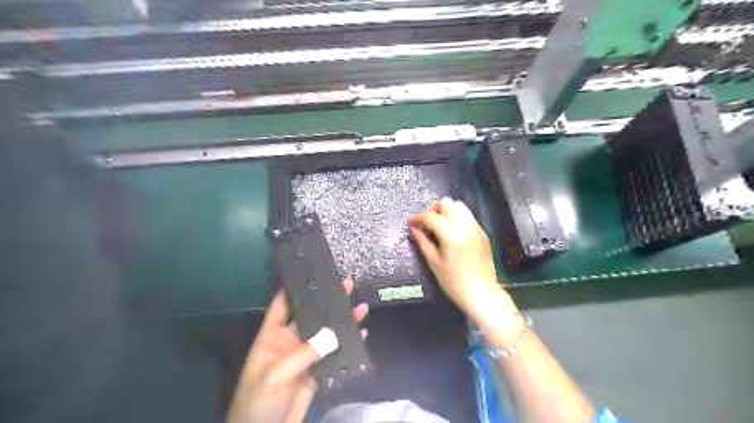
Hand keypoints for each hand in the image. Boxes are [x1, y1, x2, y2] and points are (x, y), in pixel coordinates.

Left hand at [227, 278, 369, 422]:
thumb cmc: (258, 404)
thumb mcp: (275, 375)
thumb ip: (303, 353)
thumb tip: (333, 334)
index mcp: (272, 337)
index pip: (283, 305)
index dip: (296, 289)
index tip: (314, 273)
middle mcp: (290, 342)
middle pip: (311, 315)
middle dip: (328, 300)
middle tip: (347, 283)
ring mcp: (305, 357)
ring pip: (327, 333)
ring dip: (343, 320)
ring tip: (360, 304)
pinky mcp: (318, 372)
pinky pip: (336, 353)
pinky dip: (349, 344)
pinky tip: (362, 333)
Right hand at [412, 199, 518, 332]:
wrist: (482, 293)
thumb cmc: (454, 282)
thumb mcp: (434, 263)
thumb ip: (423, 242)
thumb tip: (413, 229)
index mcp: (451, 234)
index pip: (431, 216)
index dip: (418, 218)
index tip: (412, 224)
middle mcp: (465, 226)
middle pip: (447, 203)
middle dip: (435, 210)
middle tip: (428, 224)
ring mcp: (476, 228)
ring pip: (460, 206)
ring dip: (448, 212)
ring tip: (441, 226)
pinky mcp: (482, 233)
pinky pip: (469, 216)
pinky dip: (458, 218)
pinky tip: (453, 233)